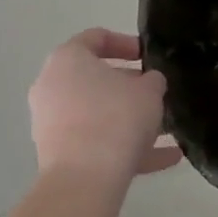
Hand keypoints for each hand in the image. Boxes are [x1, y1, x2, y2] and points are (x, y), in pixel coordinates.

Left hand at [29, 30, 182, 185]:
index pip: (96, 38)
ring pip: (97, 114)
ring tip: (166, 130)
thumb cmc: (116, 118)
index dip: (126, 43)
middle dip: (128, 87)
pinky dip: (125, 147)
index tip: (148, 56)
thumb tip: (148, 83)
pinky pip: (96, 143)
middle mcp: (52, 86)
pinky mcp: (57, 154)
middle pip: (94, 79)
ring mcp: (51, 122)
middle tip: (155, 93)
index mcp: (68, 59)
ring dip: (129, 120)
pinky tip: (165, 158)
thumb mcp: (149, 91)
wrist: (85, 179)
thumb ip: (152, 80)